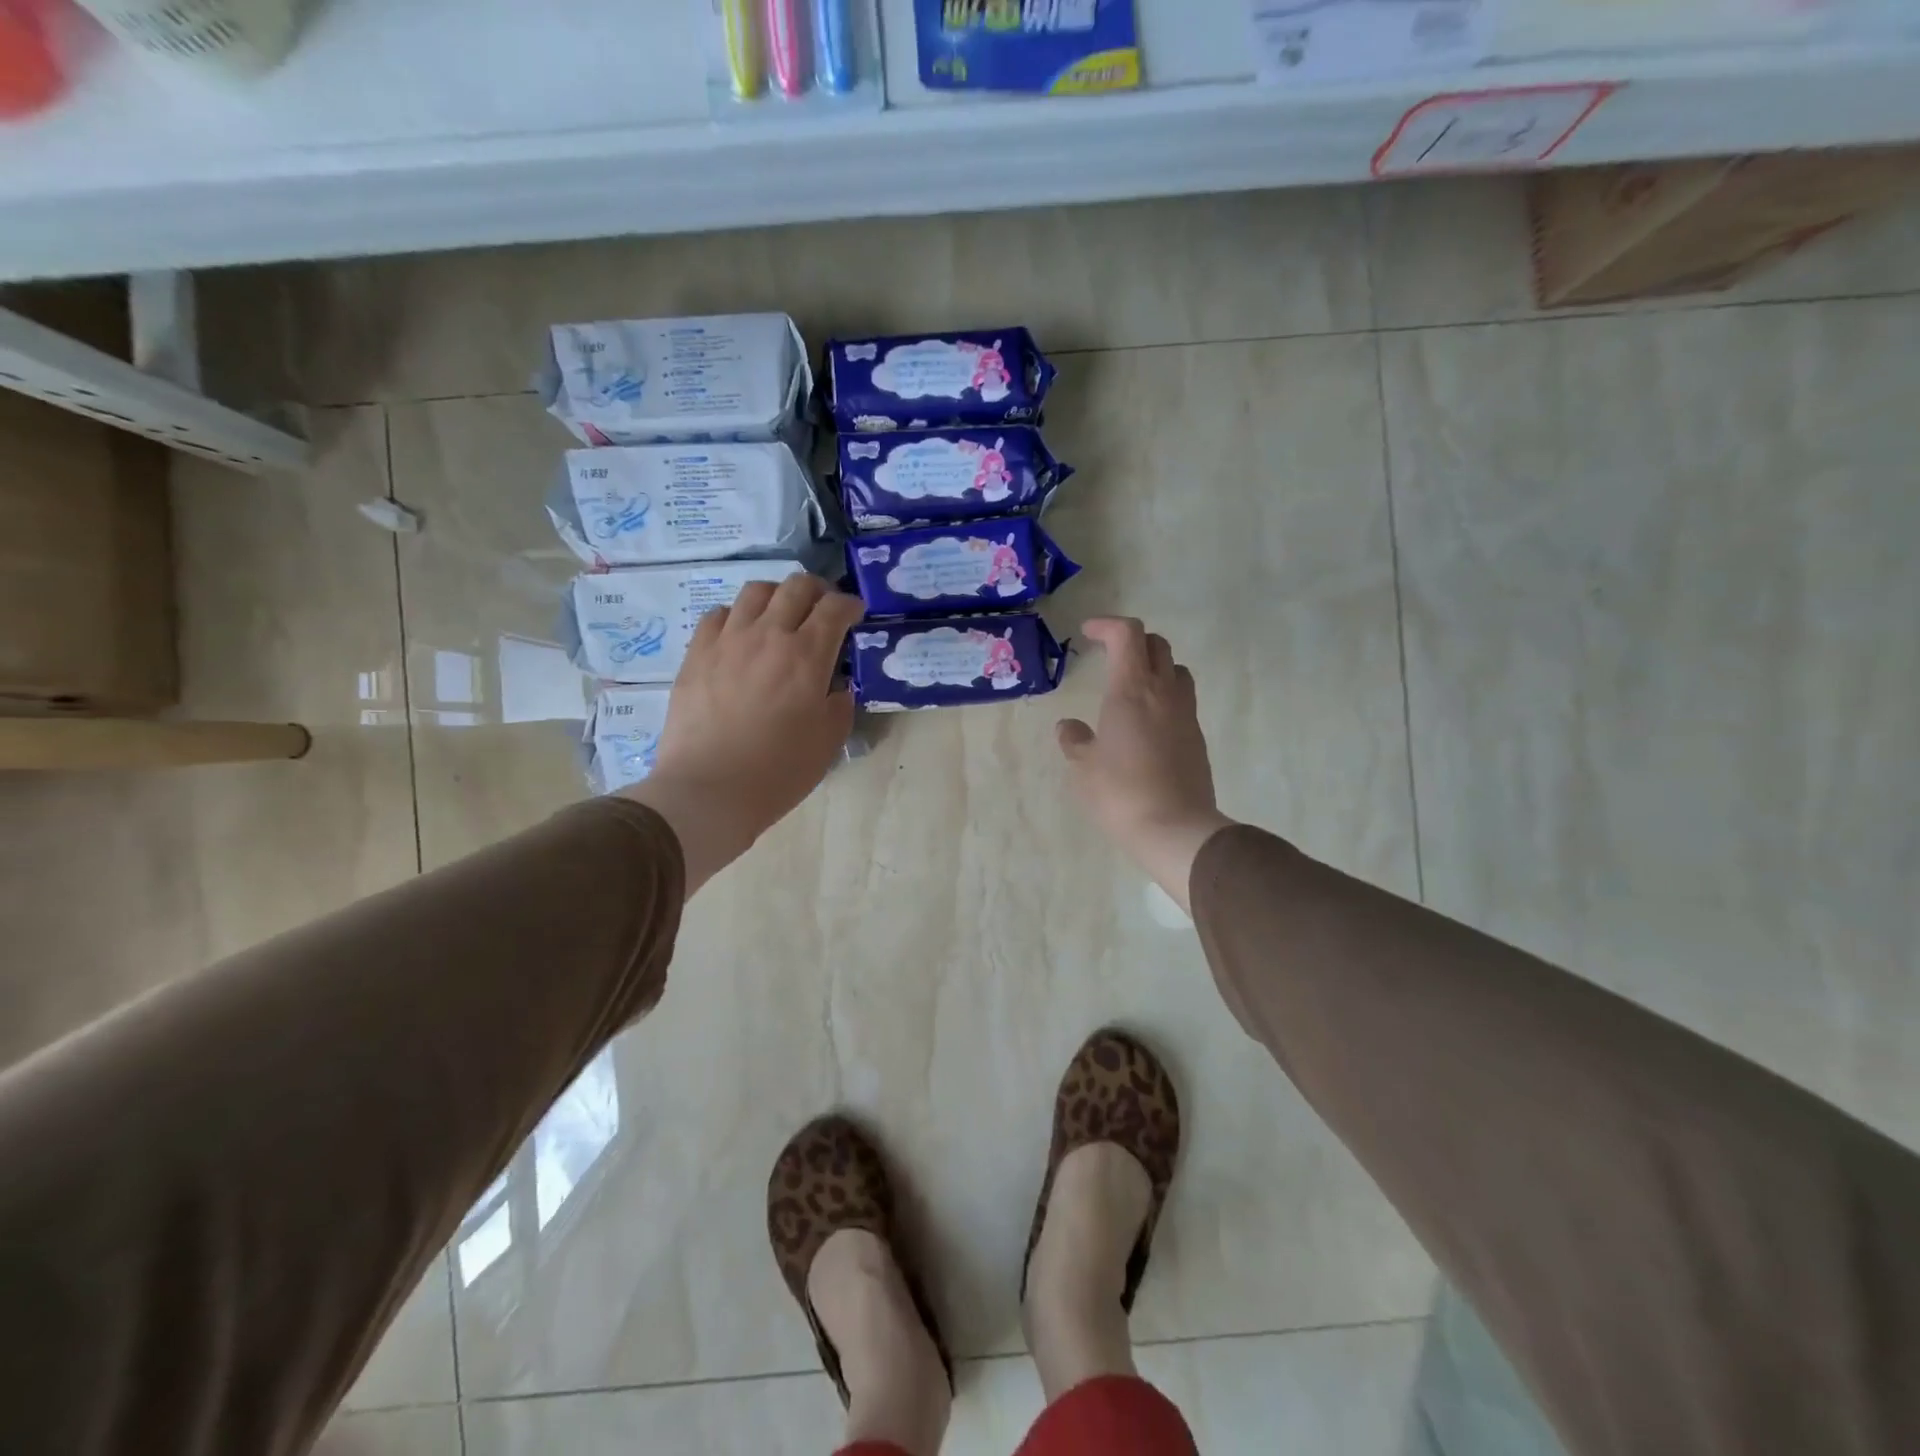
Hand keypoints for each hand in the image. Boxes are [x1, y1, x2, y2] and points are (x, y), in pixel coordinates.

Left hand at [622, 574, 863, 894]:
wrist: (709, 791)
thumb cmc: (778, 771)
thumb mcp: (829, 741)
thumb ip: (840, 702)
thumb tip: (836, 684)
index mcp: (807, 655)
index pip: (835, 607)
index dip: (850, 604)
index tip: (854, 614)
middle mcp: (768, 635)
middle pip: (796, 586)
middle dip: (817, 590)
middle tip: (822, 609)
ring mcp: (727, 640)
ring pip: (755, 591)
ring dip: (777, 596)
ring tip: (780, 616)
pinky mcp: (696, 653)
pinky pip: (718, 615)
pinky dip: (738, 617)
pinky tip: (741, 637)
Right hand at [1056, 618, 1234, 914]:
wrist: (1175, 828)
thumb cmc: (1120, 792)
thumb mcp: (1084, 768)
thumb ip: (1074, 741)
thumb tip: (1069, 727)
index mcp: (1131, 690)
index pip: (1127, 635)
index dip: (1106, 625)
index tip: (1087, 633)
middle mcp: (1163, 693)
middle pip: (1156, 645)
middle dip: (1132, 642)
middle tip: (1110, 656)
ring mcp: (1185, 714)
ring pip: (1176, 670)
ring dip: (1155, 667)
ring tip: (1132, 686)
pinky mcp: (1197, 738)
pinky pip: (1182, 701)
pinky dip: (1164, 697)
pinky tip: (1146, 724)